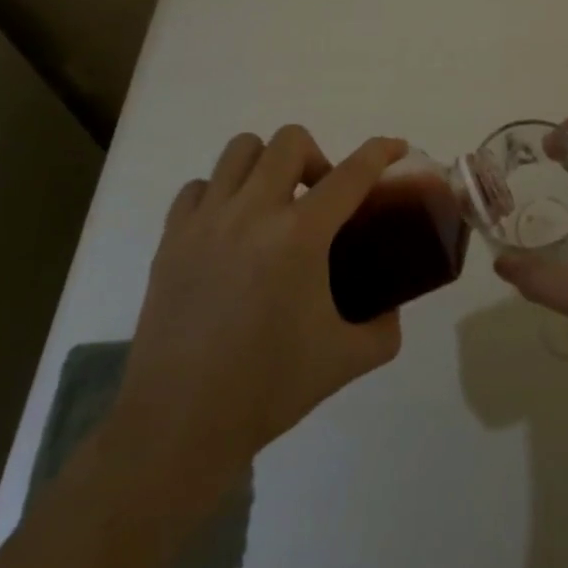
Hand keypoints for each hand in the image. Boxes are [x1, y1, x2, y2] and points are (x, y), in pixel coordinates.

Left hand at [108, 127, 406, 483]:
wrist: (179, 425)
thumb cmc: (268, 388)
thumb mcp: (346, 360)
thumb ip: (384, 328)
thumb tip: (392, 308)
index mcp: (300, 235)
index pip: (352, 173)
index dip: (381, 152)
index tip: (395, 147)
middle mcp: (253, 212)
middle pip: (290, 141)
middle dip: (317, 157)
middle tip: (319, 199)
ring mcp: (206, 220)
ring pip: (241, 149)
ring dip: (267, 165)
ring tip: (272, 205)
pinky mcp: (171, 238)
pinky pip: (199, 187)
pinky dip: (221, 193)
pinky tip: (229, 228)